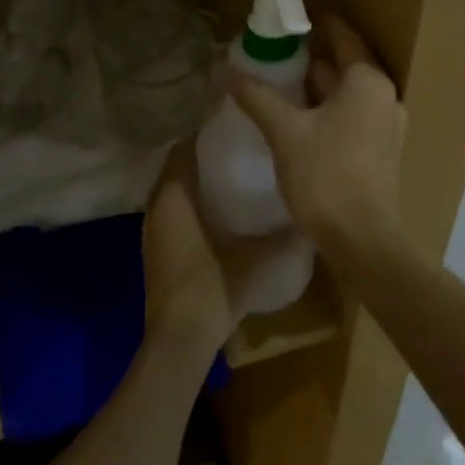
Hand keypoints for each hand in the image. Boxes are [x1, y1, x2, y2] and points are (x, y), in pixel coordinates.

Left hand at [141, 145, 293, 362]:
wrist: (179, 338)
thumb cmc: (213, 286)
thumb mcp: (256, 259)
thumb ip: (284, 238)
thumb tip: (312, 223)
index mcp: (174, 198)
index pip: (182, 151)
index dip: (202, 135)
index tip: (229, 127)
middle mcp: (156, 208)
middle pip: (175, 170)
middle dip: (200, 157)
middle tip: (235, 148)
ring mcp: (152, 232)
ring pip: (171, 194)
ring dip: (193, 183)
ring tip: (229, 175)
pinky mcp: (156, 252)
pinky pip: (171, 214)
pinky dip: (189, 206)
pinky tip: (217, 214)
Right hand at [229, 15, 408, 263]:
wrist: (362, 239)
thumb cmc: (326, 175)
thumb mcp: (284, 131)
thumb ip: (258, 97)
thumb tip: (229, 71)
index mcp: (368, 82)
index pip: (343, 37)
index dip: (318, 25)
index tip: (292, 17)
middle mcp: (385, 97)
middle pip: (346, 66)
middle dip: (313, 58)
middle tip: (275, 50)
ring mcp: (387, 126)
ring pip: (347, 95)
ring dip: (318, 87)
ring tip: (281, 81)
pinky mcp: (380, 152)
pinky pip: (351, 117)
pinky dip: (327, 110)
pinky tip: (299, 119)